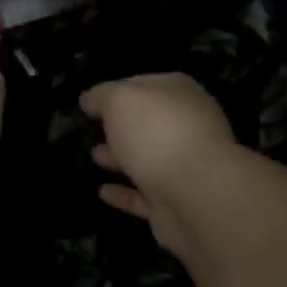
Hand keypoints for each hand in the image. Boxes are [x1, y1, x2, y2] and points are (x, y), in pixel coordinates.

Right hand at [81, 73, 236, 260]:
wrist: (197, 193)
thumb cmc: (157, 132)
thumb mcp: (119, 99)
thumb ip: (101, 95)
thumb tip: (90, 100)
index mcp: (179, 93)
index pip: (143, 84)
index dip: (116, 91)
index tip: (91, 102)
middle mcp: (187, 126)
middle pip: (148, 123)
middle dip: (121, 126)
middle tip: (93, 129)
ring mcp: (185, 166)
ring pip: (147, 158)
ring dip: (121, 158)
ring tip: (94, 156)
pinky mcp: (177, 202)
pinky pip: (145, 195)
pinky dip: (124, 193)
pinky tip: (102, 191)